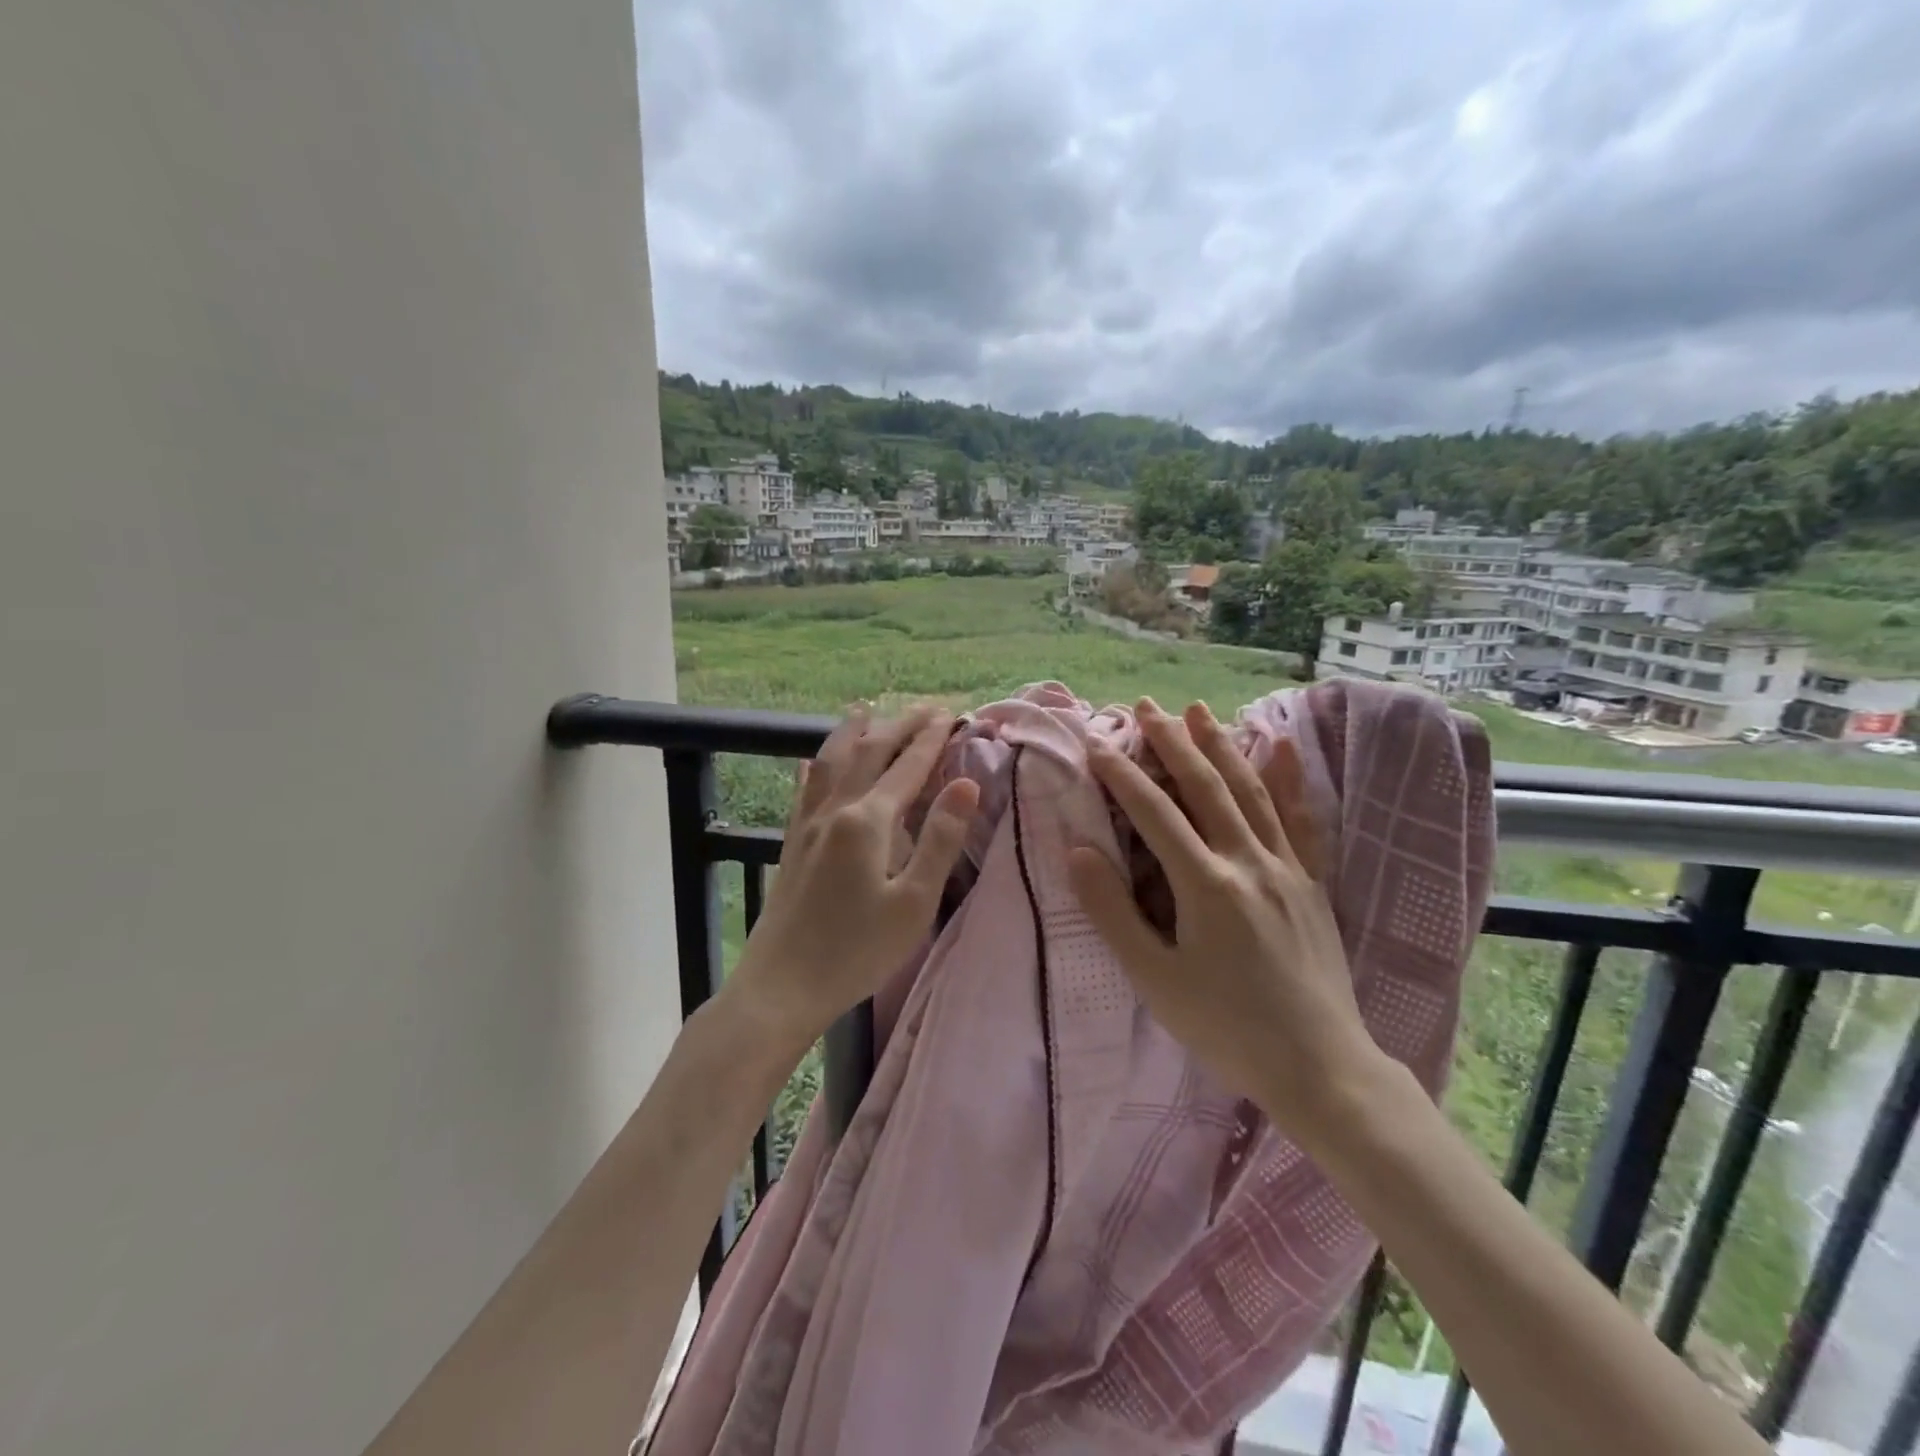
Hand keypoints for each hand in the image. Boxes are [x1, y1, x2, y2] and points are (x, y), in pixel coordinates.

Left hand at [722, 704, 979, 1054]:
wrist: (782, 985)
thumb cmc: (857, 951)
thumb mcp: (914, 903)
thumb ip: (940, 839)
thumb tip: (967, 785)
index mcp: (869, 821)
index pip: (906, 767)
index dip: (930, 739)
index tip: (949, 715)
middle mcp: (835, 810)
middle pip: (868, 753)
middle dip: (898, 726)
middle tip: (924, 708)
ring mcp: (808, 825)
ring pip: (831, 762)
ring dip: (852, 732)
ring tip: (864, 709)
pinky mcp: (792, 843)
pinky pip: (805, 790)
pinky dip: (816, 768)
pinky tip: (812, 763)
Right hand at [1067, 698, 1383, 1137]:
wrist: (1320, 1067)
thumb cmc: (1226, 1027)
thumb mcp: (1155, 979)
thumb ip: (1113, 911)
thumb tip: (1079, 850)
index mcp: (1205, 884)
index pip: (1154, 812)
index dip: (1120, 773)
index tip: (1095, 742)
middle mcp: (1248, 861)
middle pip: (1204, 786)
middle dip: (1172, 742)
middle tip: (1146, 705)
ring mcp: (1287, 868)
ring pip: (1250, 791)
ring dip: (1222, 746)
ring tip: (1198, 711)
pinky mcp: (1312, 882)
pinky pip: (1301, 818)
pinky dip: (1288, 779)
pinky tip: (1281, 746)